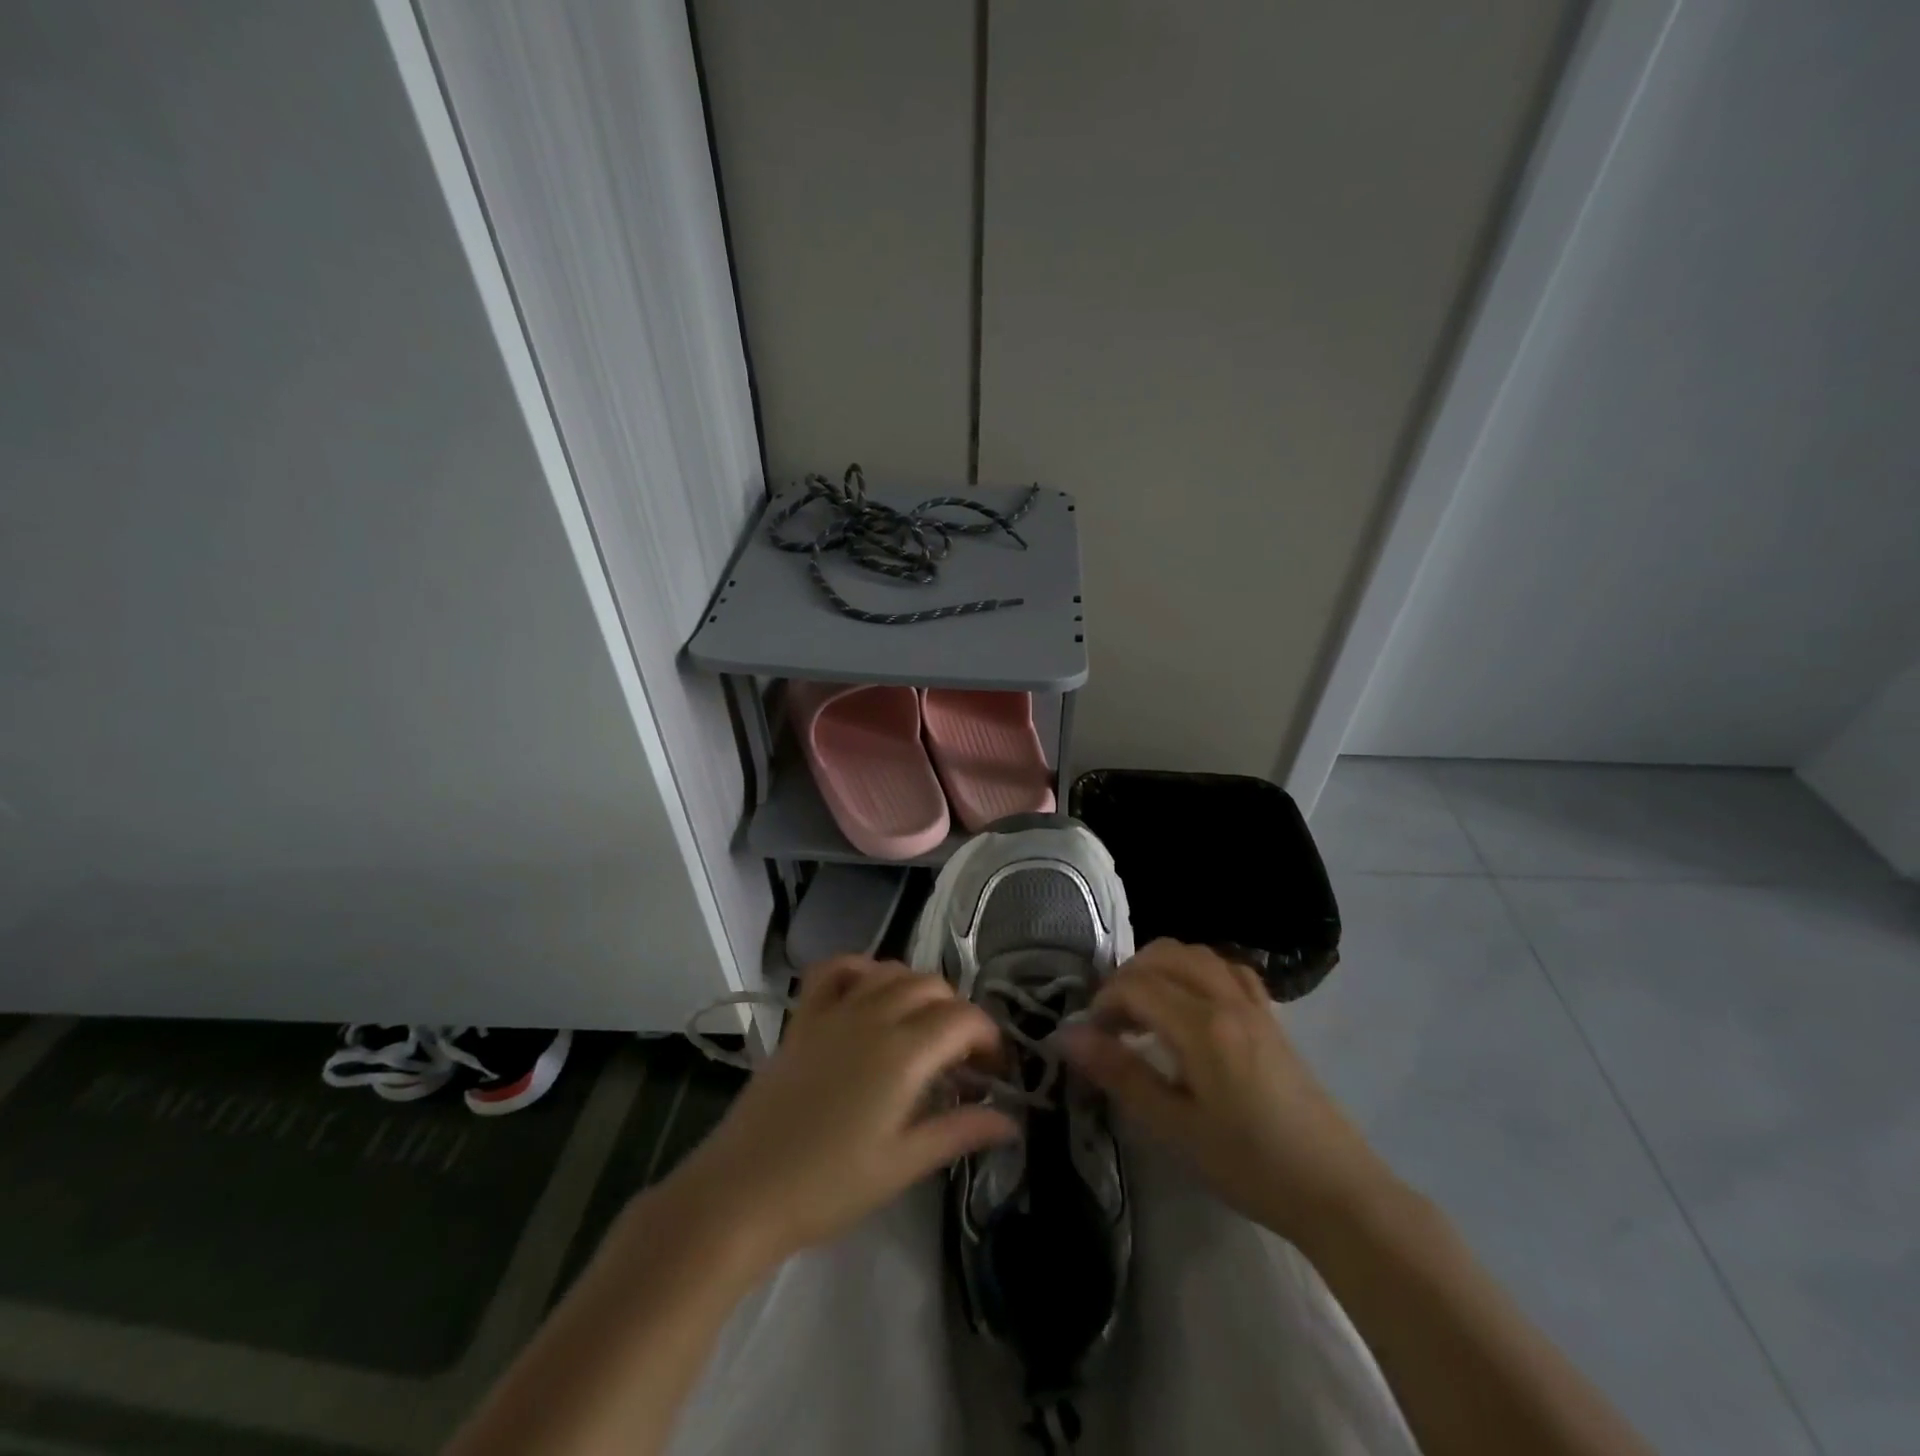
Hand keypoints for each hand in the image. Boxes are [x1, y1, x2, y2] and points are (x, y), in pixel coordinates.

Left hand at [658, 957, 1017, 1270]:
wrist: (742, 1192)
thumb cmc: (829, 1186)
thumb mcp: (903, 1164)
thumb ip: (960, 1131)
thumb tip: (1011, 1121)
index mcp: (904, 1052)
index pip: (964, 1020)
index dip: (990, 1038)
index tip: (996, 1071)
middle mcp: (873, 1016)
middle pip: (933, 988)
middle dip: (960, 1013)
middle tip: (964, 1058)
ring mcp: (834, 1011)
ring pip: (892, 972)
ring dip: (919, 989)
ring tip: (925, 1027)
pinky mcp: (804, 1018)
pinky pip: (834, 970)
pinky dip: (861, 968)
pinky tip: (871, 990)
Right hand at [1060, 939, 1390, 1243]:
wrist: (1335, 1191)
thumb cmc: (1248, 1165)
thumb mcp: (1174, 1127)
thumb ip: (1120, 1074)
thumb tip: (1066, 1036)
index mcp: (1202, 1026)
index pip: (1136, 985)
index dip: (1103, 1003)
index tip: (1091, 1038)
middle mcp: (1227, 1000)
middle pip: (1164, 955)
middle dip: (1127, 978)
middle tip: (1112, 1022)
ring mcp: (1254, 1004)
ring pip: (1196, 954)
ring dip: (1160, 969)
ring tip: (1144, 1011)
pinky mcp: (1271, 1017)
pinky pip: (1227, 969)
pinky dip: (1196, 972)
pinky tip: (1189, 1004)